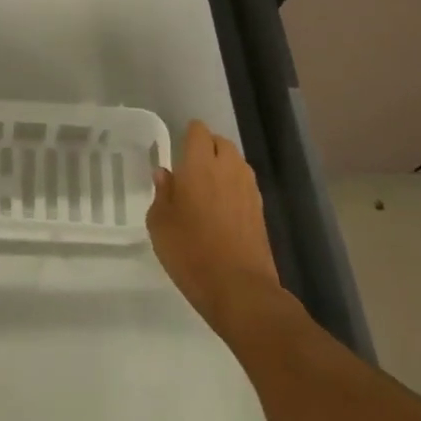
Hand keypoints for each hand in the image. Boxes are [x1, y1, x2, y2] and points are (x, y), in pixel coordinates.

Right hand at [148, 120, 283, 338]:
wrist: (239, 289)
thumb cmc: (191, 253)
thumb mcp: (160, 225)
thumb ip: (162, 194)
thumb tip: (165, 174)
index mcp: (200, 165)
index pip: (198, 131)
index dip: (188, 135)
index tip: (177, 149)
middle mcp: (228, 169)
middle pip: (221, 142)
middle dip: (207, 148)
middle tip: (189, 169)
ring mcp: (248, 189)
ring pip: (236, 162)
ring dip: (222, 166)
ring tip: (206, 188)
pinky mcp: (260, 210)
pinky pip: (245, 184)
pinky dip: (233, 187)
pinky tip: (221, 208)